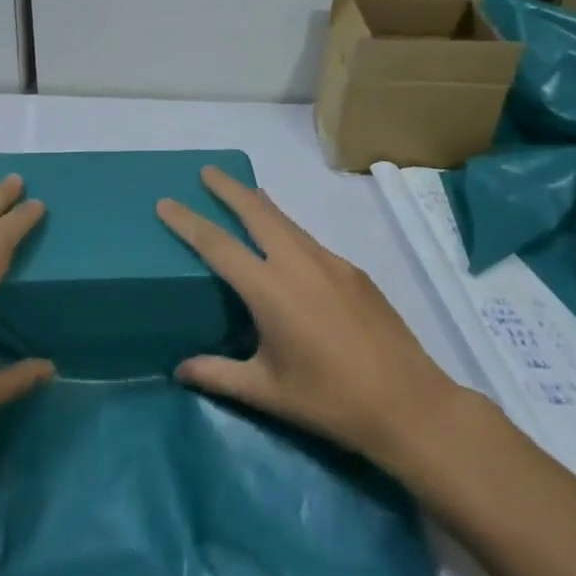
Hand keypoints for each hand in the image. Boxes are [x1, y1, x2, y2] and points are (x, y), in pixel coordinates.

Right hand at [157, 166, 463, 470]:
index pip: (217, 245)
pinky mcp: (354, 271)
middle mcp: (298, 263)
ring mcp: (331, 263)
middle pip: (257, 212)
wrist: (409, 403)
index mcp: (270, 290)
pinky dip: (288, 229)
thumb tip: (180, 369)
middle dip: (229, 188)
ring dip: (260, 204)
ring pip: (287, 221)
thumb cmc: (330, 401)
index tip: (166, 201)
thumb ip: (219, 375)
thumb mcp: (267, 392)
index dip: (188, 221)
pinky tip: (286, 246)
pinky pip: (309, 240)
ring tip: (243, 193)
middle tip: (207, 171)